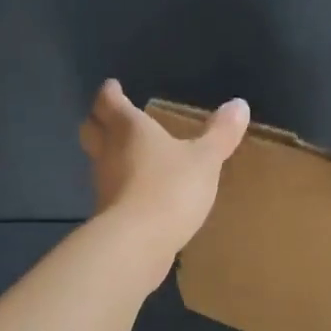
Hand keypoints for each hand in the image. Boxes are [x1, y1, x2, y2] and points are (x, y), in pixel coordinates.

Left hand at [80, 80, 249, 263]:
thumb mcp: (205, 159)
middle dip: (98, 121)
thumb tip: (239, 104)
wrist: (138, 242)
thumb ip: (220, 134)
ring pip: (98, 162)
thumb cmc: (170, 188)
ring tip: (128, 155)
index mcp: (128, 129)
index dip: (110, 93)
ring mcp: (104, 185)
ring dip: (107, 155)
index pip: (109, 103)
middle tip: (110, 118)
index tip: (112, 87)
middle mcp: (108, 152)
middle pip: (91, 130)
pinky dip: (120, 186)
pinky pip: (111, 191)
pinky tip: (138, 193)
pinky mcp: (107, 215)